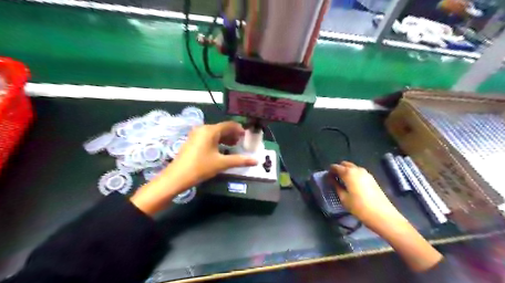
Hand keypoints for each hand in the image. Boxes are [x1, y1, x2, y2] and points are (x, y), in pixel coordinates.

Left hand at [170, 120, 257, 185]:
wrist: (176, 177)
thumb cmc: (200, 167)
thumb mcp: (221, 163)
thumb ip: (240, 160)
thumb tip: (256, 161)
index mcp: (210, 130)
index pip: (229, 125)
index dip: (239, 129)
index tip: (247, 136)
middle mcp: (203, 129)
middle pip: (222, 128)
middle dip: (233, 134)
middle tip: (241, 142)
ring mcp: (196, 134)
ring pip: (215, 133)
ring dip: (225, 138)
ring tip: (233, 146)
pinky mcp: (192, 141)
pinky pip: (208, 137)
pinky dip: (217, 141)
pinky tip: (221, 149)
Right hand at [327, 162, 405, 233]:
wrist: (383, 215)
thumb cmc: (359, 207)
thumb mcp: (343, 198)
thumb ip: (336, 186)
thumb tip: (330, 179)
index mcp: (348, 173)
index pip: (335, 167)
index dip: (330, 171)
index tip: (327, 177)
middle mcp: (357, 169)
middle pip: (345, 164)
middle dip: (338, 169)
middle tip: (334, 178)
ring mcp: (366, 173)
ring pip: (353, 167)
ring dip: (346, 171)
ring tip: (342, 182)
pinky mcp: (372, 178)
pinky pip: (359, 172)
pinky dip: (353, 174)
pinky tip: (352, 184)